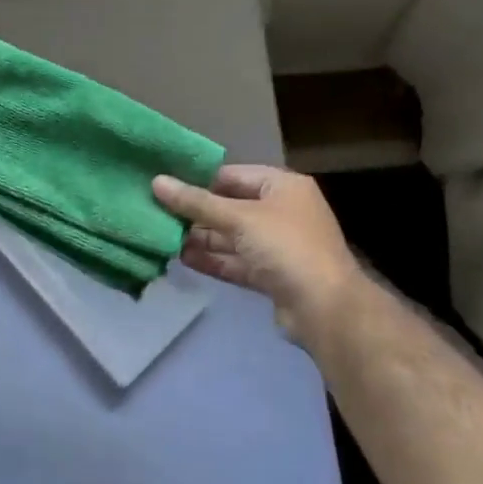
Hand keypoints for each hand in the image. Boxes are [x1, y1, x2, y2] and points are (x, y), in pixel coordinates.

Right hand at [153, 165, 363, 350]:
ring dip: (201, 238)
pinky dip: (212, 259)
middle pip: (230, 207)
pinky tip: (182, 258)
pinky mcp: (271, 275)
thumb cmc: (285, 247)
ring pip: (231, 237)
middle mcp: (282, 211)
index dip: (200, 180)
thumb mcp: (239, 218)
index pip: (233, 175)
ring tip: (163, 237)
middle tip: (157, 213)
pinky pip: (236, 261)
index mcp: (283, 186)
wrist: (325, 308)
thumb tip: (157, 182)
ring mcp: (277, 245)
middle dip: (197, 213)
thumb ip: (197, 203)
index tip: (165, 185)